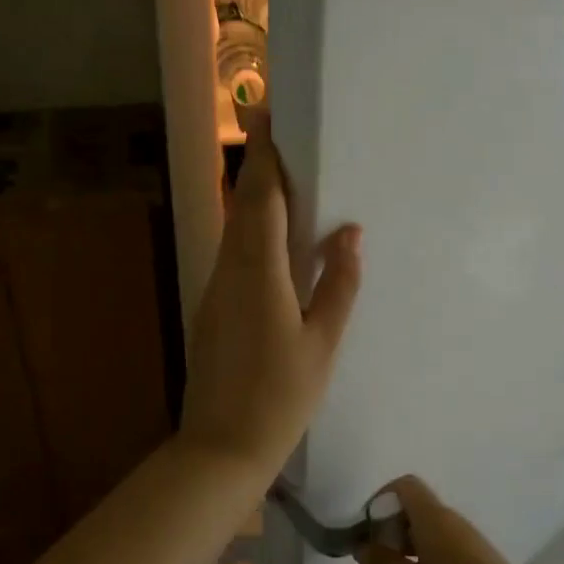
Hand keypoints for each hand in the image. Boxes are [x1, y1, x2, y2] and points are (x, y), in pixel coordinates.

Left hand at [178, 112, 361, 477]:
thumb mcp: (322, 342)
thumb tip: (350, 235)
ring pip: (233, 230)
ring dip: (253, 199)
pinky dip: (250, 232)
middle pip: (241, 206)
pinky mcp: (213, 309)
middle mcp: (230, 271)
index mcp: (259, 273)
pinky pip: (233, 255)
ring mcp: (216, 290)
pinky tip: (271, 238)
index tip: (266, 117)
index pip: (260, 200)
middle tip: (275, 134)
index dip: (265, 157)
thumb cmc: (281, 396)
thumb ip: (339, 285)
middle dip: (257, 167)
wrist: (222, 446)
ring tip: (281, 177)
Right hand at [356, 475, 559, 563]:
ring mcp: (471, 542)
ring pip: (432, 529)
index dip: (381, 501)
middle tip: (378, 562)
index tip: (367, 533)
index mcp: (434, 517)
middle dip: (392, 528)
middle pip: (417, 507)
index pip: (404, 486)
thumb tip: (363, 545)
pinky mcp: (483, 562)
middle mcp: (454, 521)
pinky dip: (429, 559)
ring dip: (410, 546)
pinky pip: (447, 547)